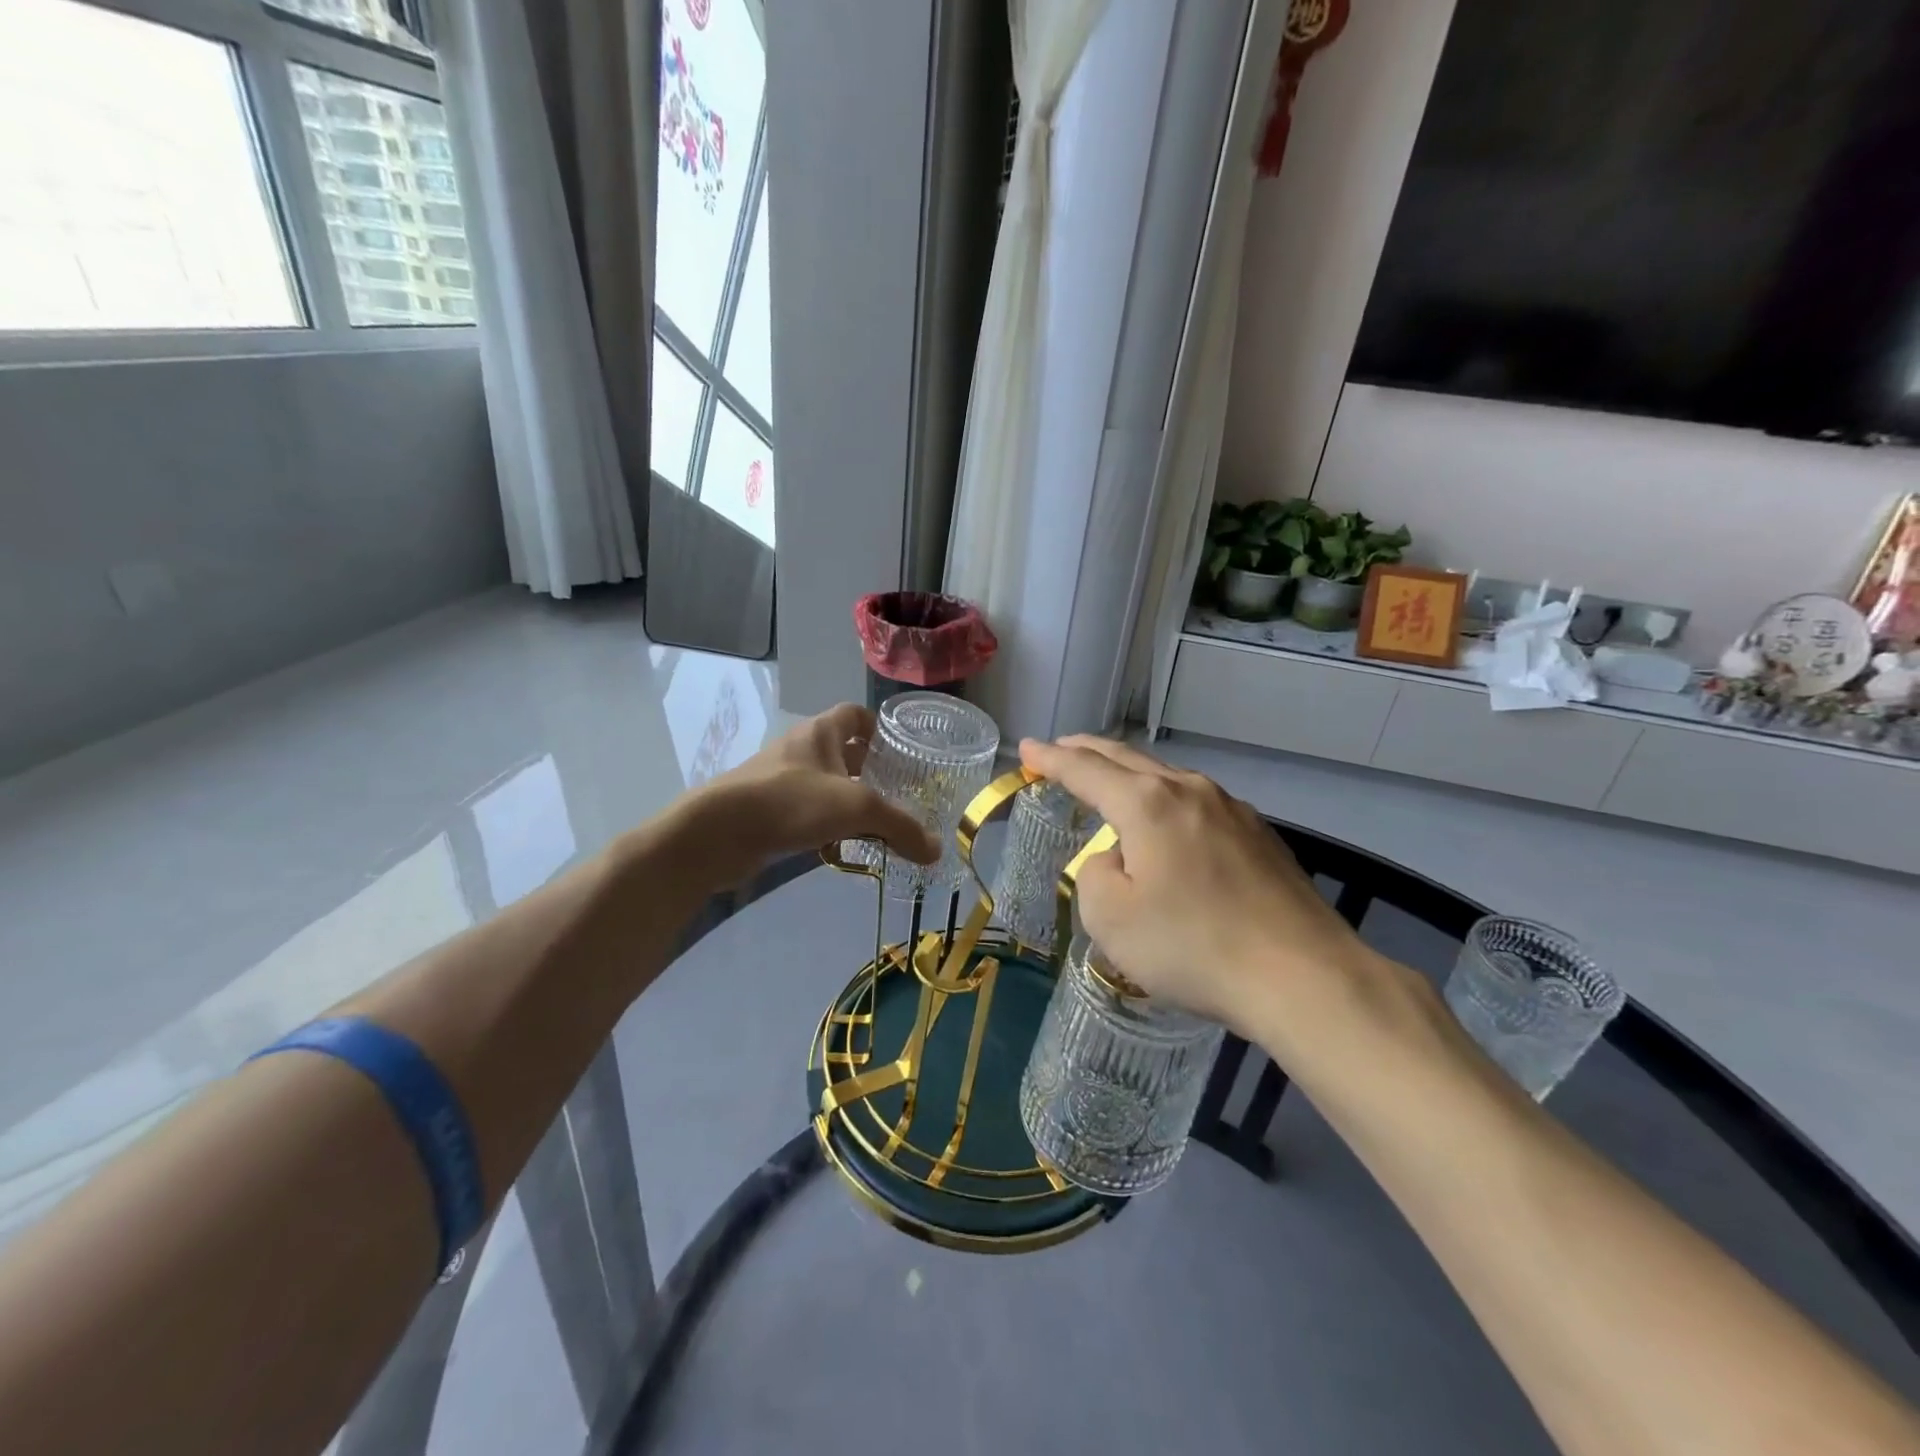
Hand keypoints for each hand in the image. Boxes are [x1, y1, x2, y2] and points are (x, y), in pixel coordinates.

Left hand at [686, 704, 940, 885]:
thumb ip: (900, 827)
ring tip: (877, 823)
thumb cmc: (792, 802)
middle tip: (899, 794)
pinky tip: (842, 847)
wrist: (718, 833)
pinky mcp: (767, 809)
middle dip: (869, 770)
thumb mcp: (857, 809)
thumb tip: (936, 850)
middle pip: (843, 750)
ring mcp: (780, 778)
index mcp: (821, 732)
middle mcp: (800, 748)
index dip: (879, 729)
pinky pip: (807, 810)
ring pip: (824, 782)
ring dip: (848, 799)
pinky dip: (826, 824)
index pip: (855, 714)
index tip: (901, 753)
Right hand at [1019, 736, 1378, 1037]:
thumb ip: (1095, 875)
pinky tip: (1167, 823)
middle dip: (1088, 752)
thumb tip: (1116, 859)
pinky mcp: (1259, 835)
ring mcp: (1231, 809)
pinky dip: (1164, 800)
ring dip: (1130, 774)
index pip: (1085, 770)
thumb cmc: (1193, 947)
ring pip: (1166, 777)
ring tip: (1110, 783)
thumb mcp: (1111, 919)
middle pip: (1127, 759)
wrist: (1303, 976)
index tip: (1026, 748)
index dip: (1050, 758)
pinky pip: (1196, 803)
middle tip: (1060, 750)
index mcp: (1147, 803)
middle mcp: (1189, 790)